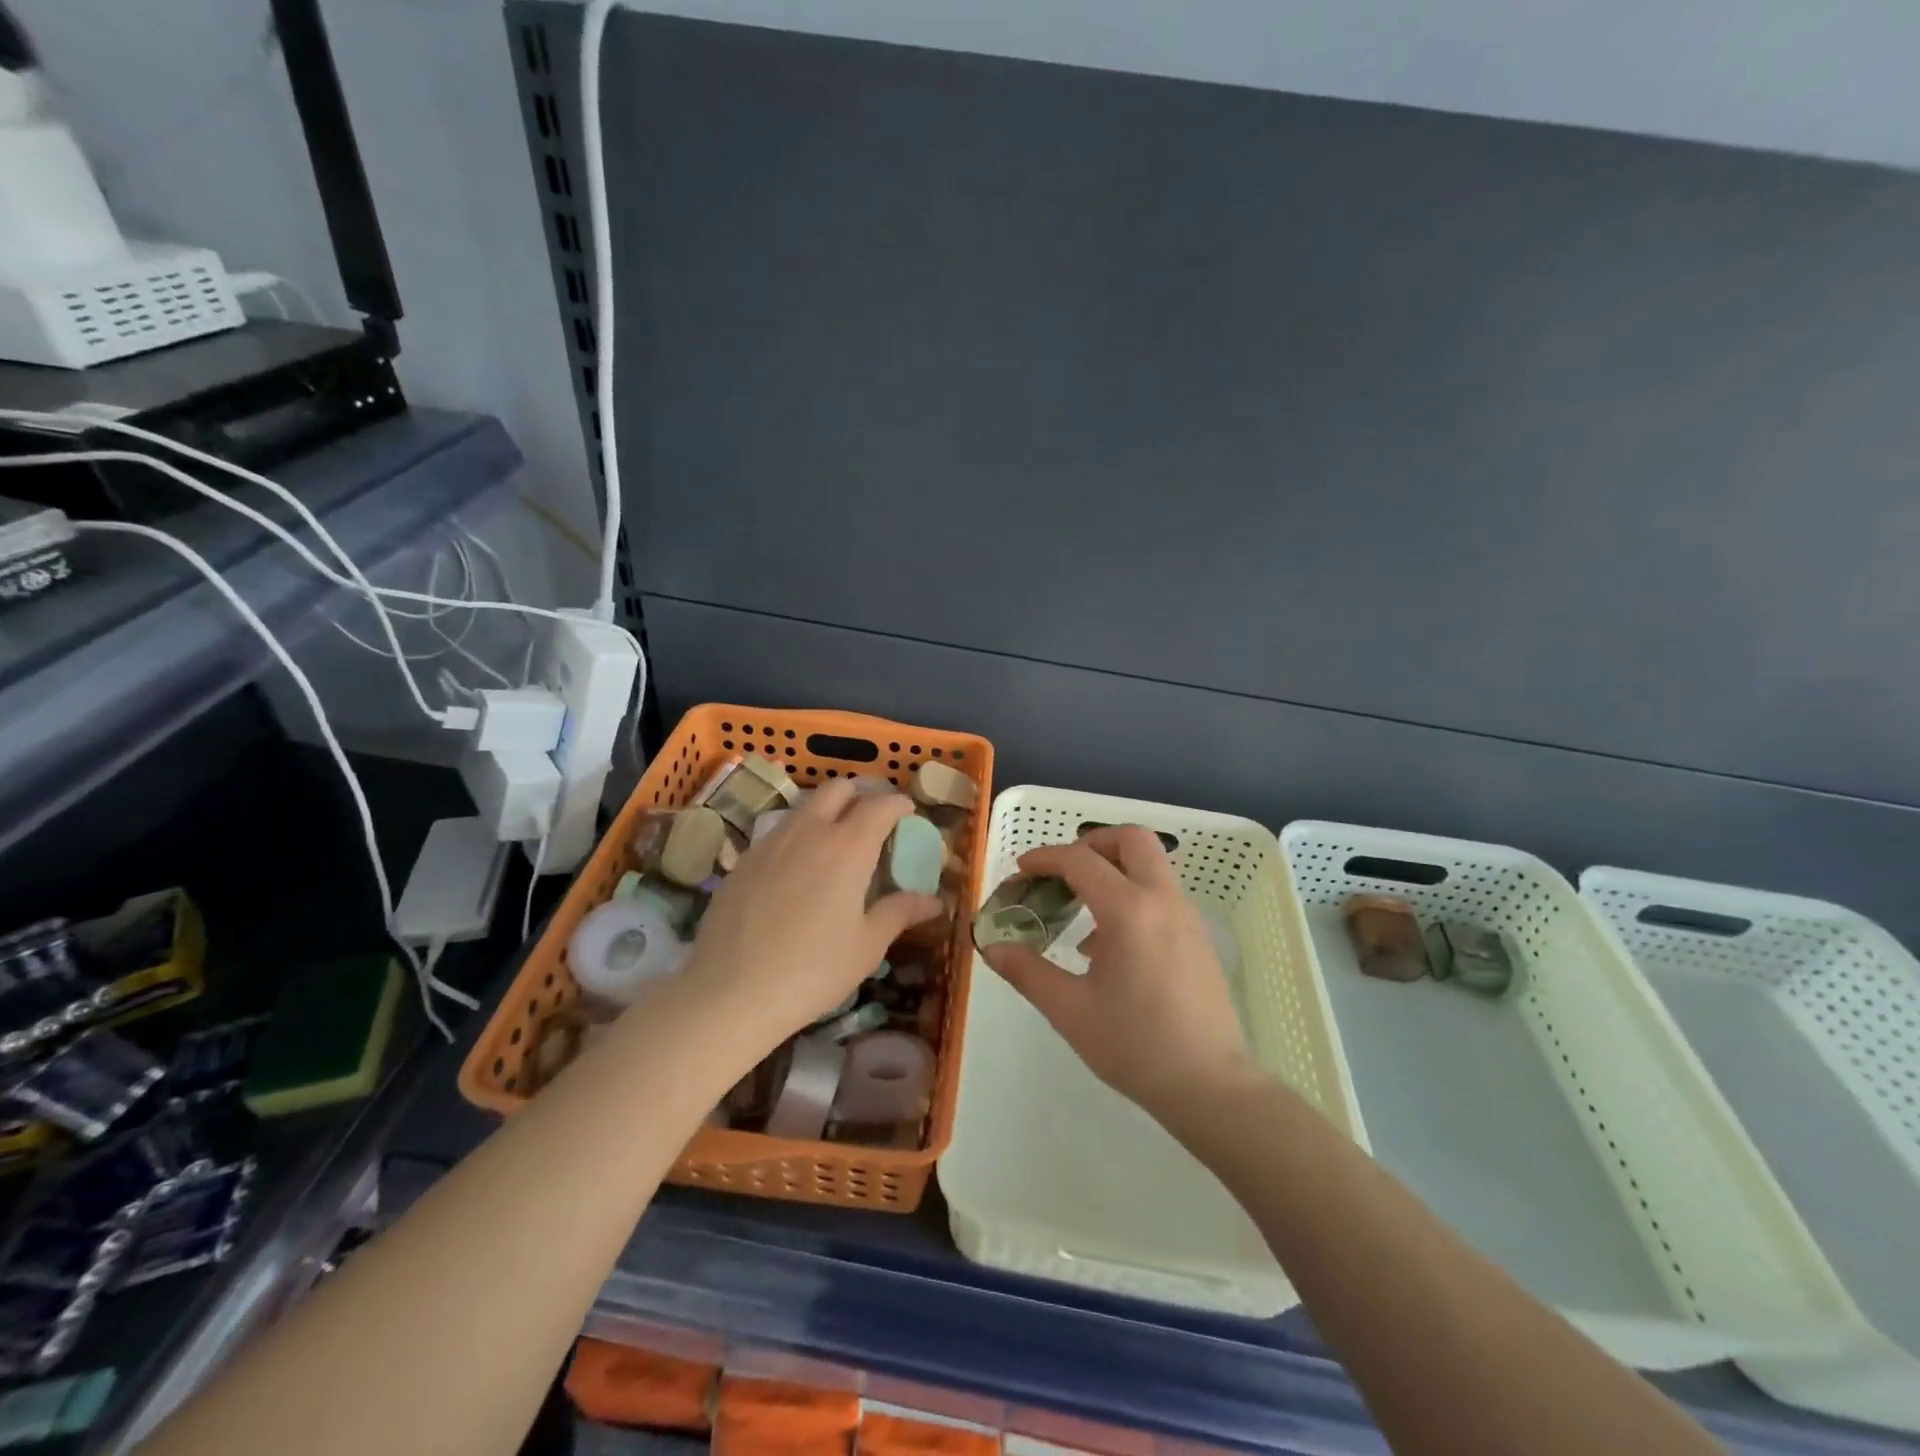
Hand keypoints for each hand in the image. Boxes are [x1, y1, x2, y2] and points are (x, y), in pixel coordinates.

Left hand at [681, 780, 940, 1046]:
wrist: (730, 992)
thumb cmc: (812, 970)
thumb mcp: (867, 946)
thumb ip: (899, 913)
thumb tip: (933, 901)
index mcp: (848, 847)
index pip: (880, 805)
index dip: (898, 803)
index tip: (908, 812)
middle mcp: (809, 831)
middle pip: (837, 788)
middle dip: (859, 795)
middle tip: (872, 823)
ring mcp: (771, 842)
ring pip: (805, 806)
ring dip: (827, 812)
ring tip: (836, 846)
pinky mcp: (743, 860)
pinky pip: (779, 832)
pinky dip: (798, 836)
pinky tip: (798, 872)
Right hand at [979, 825, 1254, 1123]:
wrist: (1210, 1087)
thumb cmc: (1135, 1046)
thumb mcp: (1070, 1010)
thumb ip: (1027, 972)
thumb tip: (992, 947)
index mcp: (1129, 911)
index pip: (1081, 860)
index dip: (1046, 858)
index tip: (1021, 871)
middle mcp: (1162, 900)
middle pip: (1131, 839)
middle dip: (1092, 843)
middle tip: (1064, 872)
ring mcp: (1187, 916)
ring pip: (1151, 864)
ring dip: (1113, 869)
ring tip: (1080, 911)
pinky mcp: (1198, 937)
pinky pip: (1161, 893)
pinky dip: (1132, 894)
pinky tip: (1109, 945)